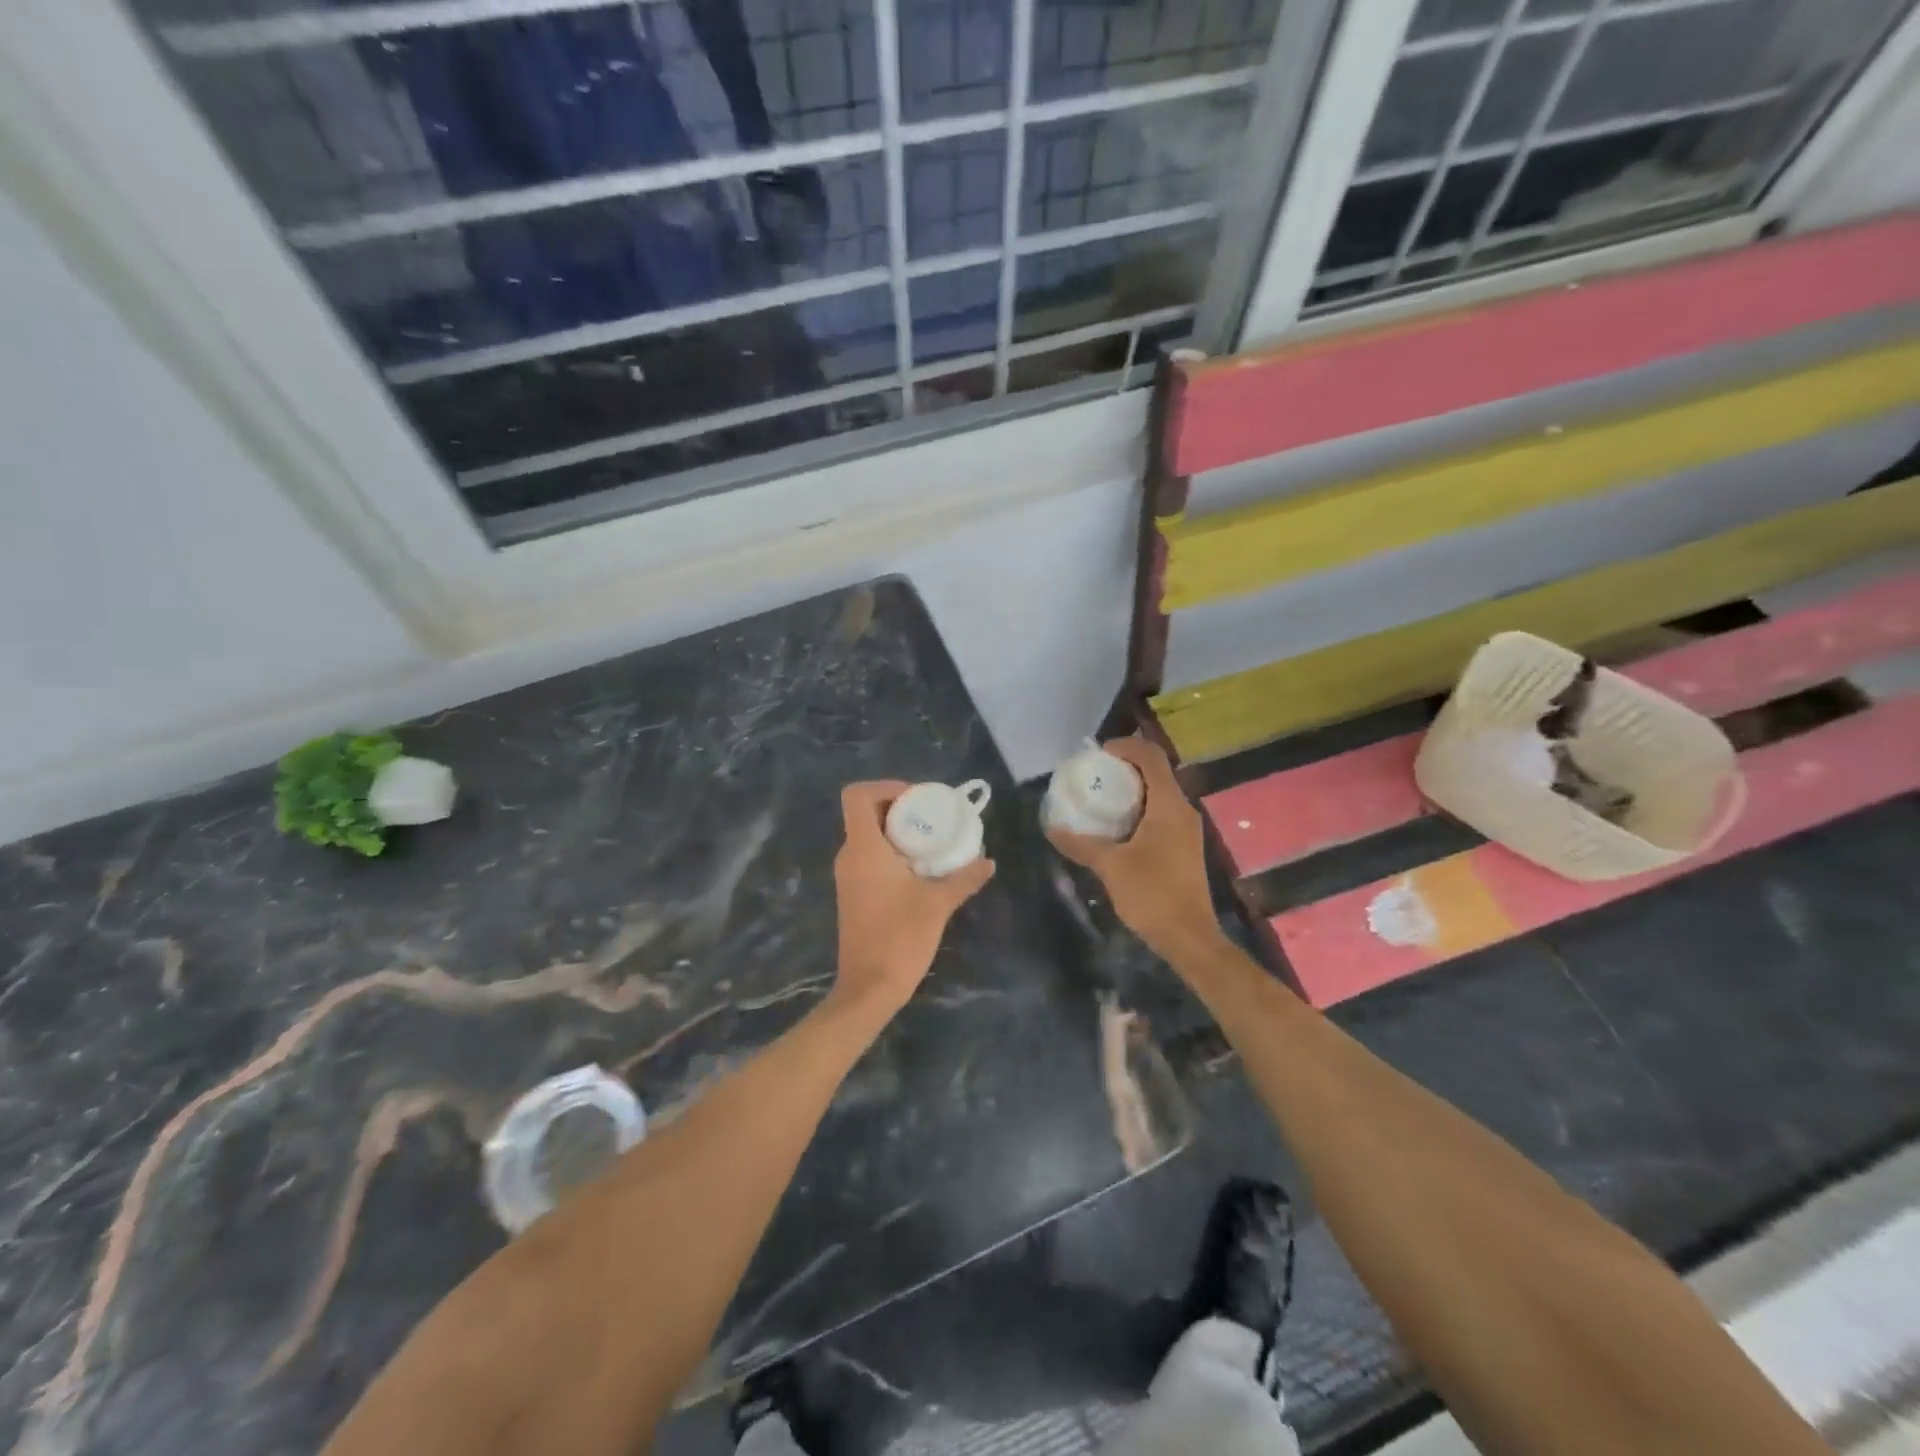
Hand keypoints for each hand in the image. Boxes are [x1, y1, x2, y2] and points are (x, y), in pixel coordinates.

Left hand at [832, 781, 994, 1015]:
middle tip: (932, 817)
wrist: (869, 988)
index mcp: (863, 848)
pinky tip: (920, 869)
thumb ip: (964, 878)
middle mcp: (849, 856)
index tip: (918, 799)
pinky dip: (891, 852)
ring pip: (867, 836)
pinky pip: (868, 857)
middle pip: (865, 812)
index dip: (885, 787)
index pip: (857, 795)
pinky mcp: (852, 894)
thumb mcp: (938, 903)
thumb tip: (988, 861)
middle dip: (898, 808)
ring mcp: (847, 876)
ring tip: (932, 840)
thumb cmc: (900, 938)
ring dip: (896, 831)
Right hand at [1046, 736, 1214, 957]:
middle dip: (1125, 767)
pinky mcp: (1184, 846)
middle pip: (1156, 772)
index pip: (1151, 757)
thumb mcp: (1110, 866)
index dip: (1126, 746)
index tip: (1098, 754)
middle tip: (1094, 774)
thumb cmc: (1152, 894)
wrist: (1189, 937)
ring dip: (1132, 789)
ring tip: (1100, 798)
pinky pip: (1161, 813)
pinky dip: (1139, 809)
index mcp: (1169, 806)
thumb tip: (1052, 827)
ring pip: (1159, 793)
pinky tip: (1117, 827)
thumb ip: (1081, 843)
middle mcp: (1182, 810)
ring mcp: (1186, 829)